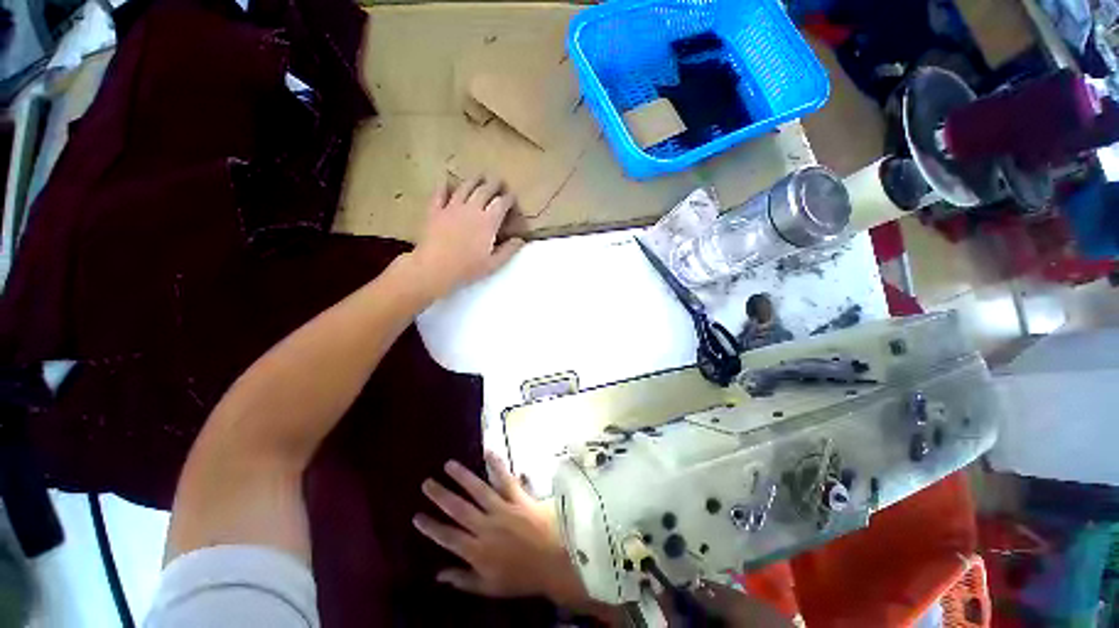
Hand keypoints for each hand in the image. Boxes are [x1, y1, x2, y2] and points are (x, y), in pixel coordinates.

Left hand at [404, 176, 524, 300]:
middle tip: (498, 180)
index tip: (512, 197)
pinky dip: (443, 187)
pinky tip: (445, 181)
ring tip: (478, 176)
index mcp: (488, 222)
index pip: (501, 204)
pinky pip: (439, 195)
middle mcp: (471, 209)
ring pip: (464, 189)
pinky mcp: (435, 211)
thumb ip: (508, 250)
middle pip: (484, 191)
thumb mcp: (493, 264)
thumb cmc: (467, 268)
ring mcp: (451, 208)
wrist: (435, 267)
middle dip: (493, 185)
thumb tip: (520, 240)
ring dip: (473, 181)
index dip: (508, 199)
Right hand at [412, 451, 587, 607]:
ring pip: (478, 490)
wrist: (555, 562)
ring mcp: (503, 509)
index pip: (448, 537)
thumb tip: (438, 575)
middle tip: (427, 483)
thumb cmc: (522, 577)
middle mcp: (486, 527)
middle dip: (441, 495)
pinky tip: (488, 452)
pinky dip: (497, 465)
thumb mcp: (490, 587)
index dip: (431, 527)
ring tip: (449, 465)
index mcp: (477, 551)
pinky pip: (506, 478)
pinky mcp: (519, 497)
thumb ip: (463, 580)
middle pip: (458, 508)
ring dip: (462, 476)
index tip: (416, 516)